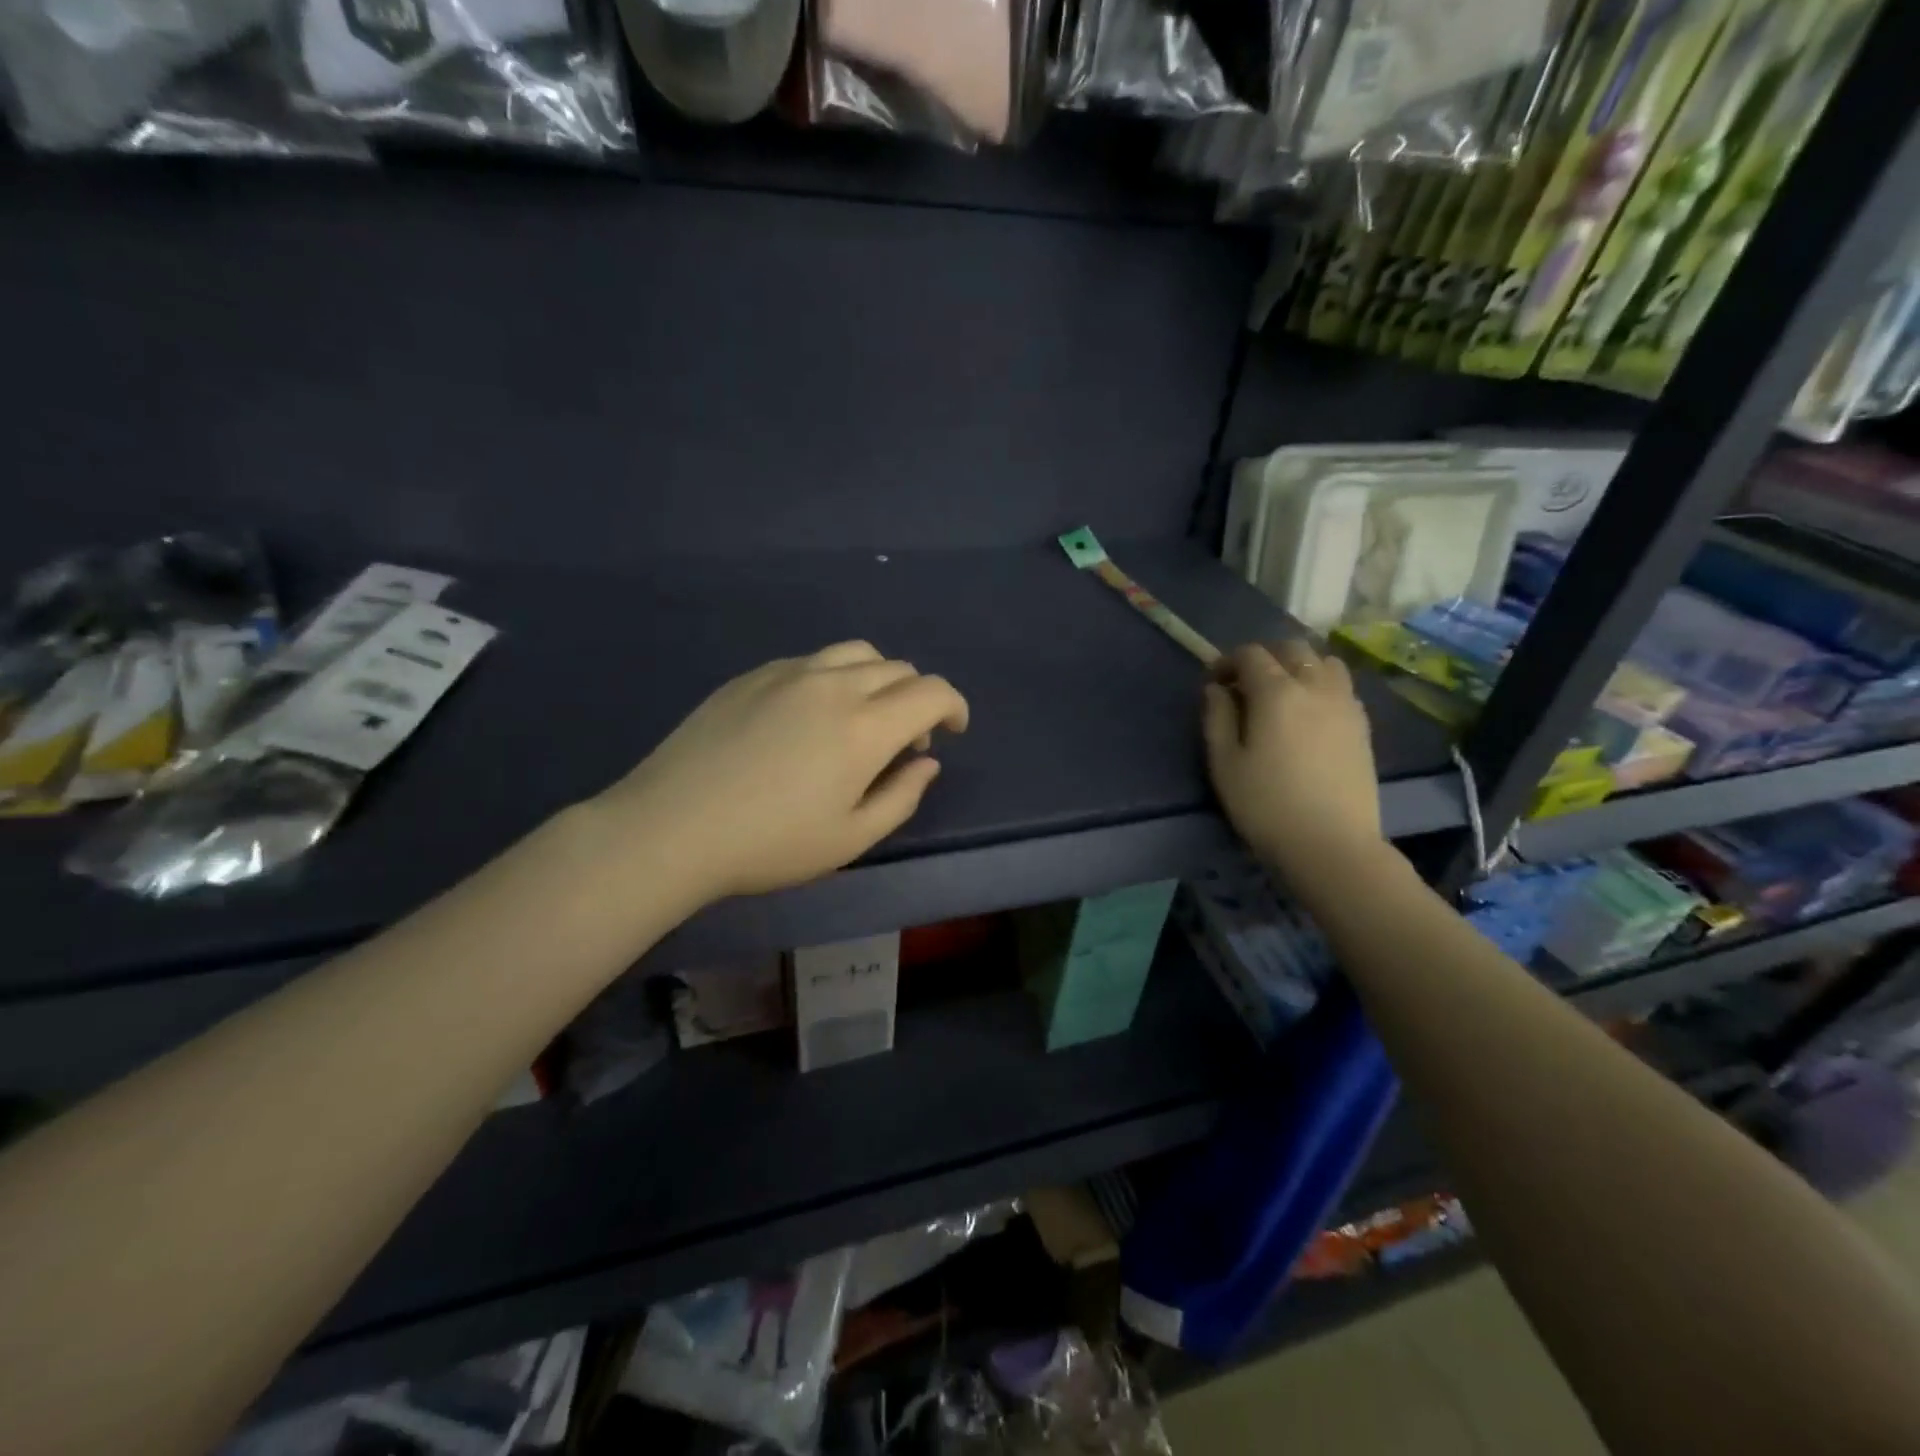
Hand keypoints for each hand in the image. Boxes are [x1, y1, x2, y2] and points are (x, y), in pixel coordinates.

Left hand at [596, 642, 968, 901]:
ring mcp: (789, 673)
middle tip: (904, 742)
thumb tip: (926, 762)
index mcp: (865, 726)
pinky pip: (813, 661)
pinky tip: (811, 717)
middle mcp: (833, 685)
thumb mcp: (850, 839)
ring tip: (863, 717)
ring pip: (856, 653)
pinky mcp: (753, 675)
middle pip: (897, 668)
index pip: (931, 692)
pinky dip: (835, 678)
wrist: (672, 827)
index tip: (951, 731)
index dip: (953, 707)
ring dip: (878, 679)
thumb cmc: (769, 844)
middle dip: (917, 699)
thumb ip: (902, 796)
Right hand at [1202, 640, 1382, 886]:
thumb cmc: (1266, 805)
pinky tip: (1309, 713)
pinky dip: (1321, 685)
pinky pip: (1341, 686)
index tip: (1213, 683)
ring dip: (1299, 666)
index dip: (1227, 661)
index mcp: (1276, 692)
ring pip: (1324, 662)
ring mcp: (1346, 704)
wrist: (1331, 844)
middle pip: (1292, 649)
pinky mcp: (1363, 726)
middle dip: (1264, 657)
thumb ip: (1217, 717)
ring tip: (1282, 694)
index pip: (1250, 654)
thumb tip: (1217, 689)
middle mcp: (1315, 686)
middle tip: (1245, 685)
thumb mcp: (1224, 763)